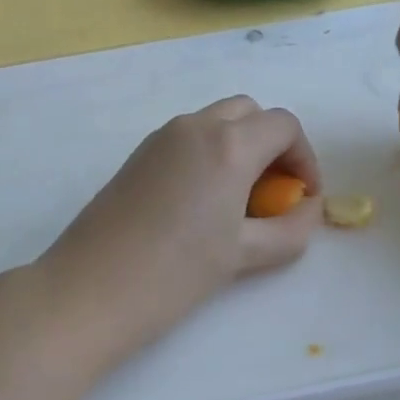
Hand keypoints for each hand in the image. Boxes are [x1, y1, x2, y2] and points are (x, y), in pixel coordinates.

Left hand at [37, 96, 321, 367]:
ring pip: (217, 120)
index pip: (283, 125)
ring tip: (239, 200)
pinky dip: (210, 151)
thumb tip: (308, 208)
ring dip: (240, 145)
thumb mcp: (245, 255)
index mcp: (228, 144)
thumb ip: (290, 229)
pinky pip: (189, 136)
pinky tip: (202, 201)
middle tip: (275, 191)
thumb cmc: (176, 273)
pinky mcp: (139, 152)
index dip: (304, 157)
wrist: (90, 288)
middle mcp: (196, 126)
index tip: (303, 197)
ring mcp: (162, 135)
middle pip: (250, 112)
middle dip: (272, 143)